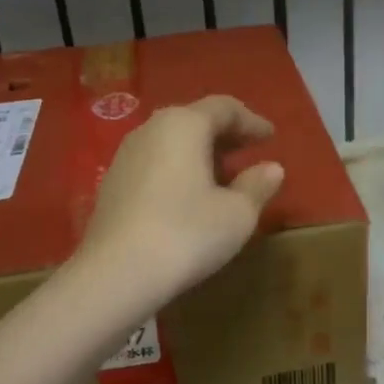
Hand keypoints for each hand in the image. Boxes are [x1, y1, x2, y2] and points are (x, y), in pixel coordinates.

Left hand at [78, 95, 284, 306]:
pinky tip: (189, 197)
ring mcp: (125, 156)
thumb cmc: (186, 234)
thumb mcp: (237, 214)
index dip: (252, 121)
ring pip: (171, 143)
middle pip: (194, 120)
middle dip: (225, 135)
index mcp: (184, 125)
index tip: (271, 137)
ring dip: (200, 154)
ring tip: (222, 176)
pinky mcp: (112, 184)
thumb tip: (272, 169)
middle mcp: (151, 130)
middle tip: (249, 152)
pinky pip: (155, 164)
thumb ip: (257, 185)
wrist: (115, 275)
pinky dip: (178, 170)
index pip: (224, 108)